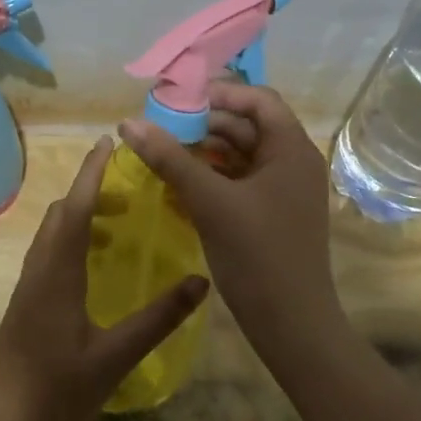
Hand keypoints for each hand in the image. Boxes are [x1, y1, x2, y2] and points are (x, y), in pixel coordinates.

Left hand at [0, 136, 208, 420]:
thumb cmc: (57, 392)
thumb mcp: (115, 357)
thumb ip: (158, 318)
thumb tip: (200, 282)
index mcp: (57, 271)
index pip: (76, 206)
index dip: (92, 171)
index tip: (108, 142)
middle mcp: (38, 269)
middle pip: (61, 214)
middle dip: (91, 193)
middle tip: (130, 194)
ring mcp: (26, 288)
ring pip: (52, 235)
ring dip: (80, 219)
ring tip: (118, 228)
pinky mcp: (24, 306)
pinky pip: (48, 256)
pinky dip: (71, 243)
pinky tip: (94, 270)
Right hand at [118, 82, 342, 355]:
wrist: (292, 327)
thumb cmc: (257, 255)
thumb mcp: (209, 201)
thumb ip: (169, 158)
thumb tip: (128, 122)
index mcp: (291, 150)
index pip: (258, 99)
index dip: (219, 93)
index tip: (178, 101)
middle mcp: (293, 163)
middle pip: (247, 126)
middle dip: (204, 123)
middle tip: (160, 127)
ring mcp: (284, 191)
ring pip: (240, 155)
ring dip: (204, 151)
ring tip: (163, 153)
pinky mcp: (272, 214)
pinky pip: (239, 181)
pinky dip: (212, 177)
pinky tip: (179, 184)